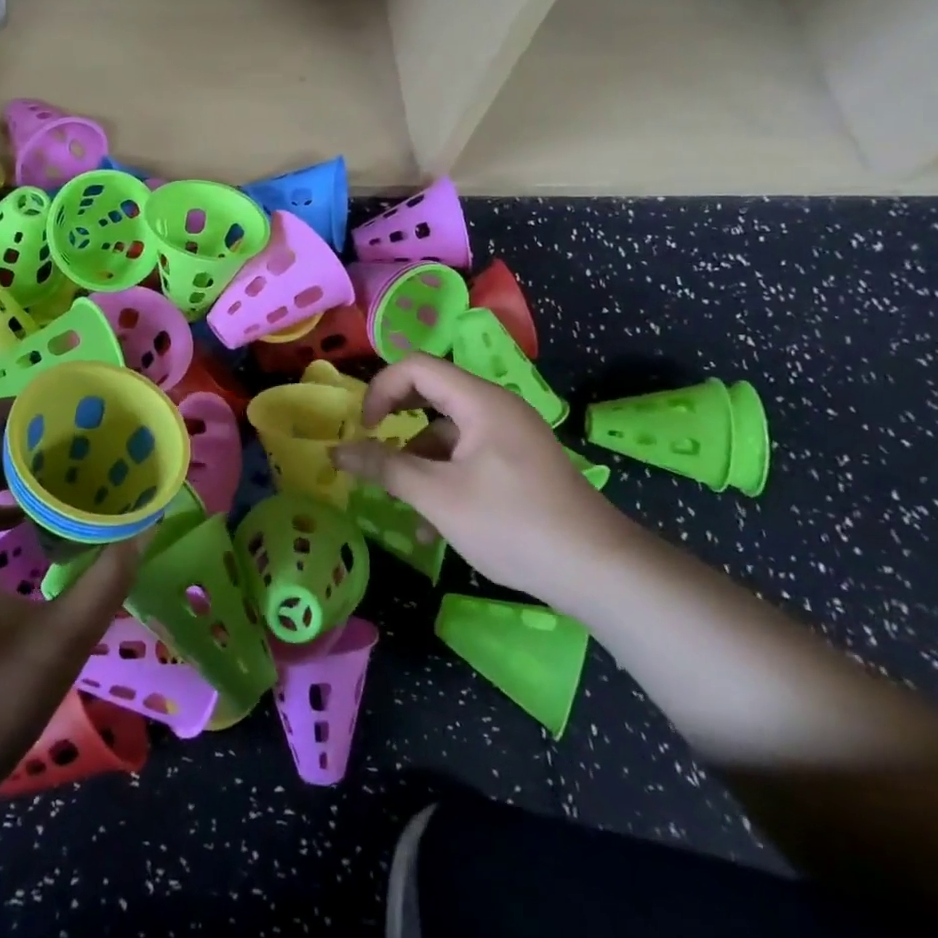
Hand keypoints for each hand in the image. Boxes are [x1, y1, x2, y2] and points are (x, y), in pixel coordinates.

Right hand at [332, 355, 634, 609]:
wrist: (600, 571)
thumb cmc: (513, 524)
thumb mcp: (439, 497)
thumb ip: (385, 467)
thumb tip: (337, 451)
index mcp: (479, 400)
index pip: (416, 366)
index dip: (381, 389)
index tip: (364, 429)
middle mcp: (496, 408)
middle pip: (431, 395)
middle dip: (397, 424)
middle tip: (373, 451)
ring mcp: (510, 436)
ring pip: (447, 432)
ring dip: (419, 462)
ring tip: (404, 508)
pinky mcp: (519, 464)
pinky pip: (468, 456)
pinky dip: (444, 478)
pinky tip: (434, 526)